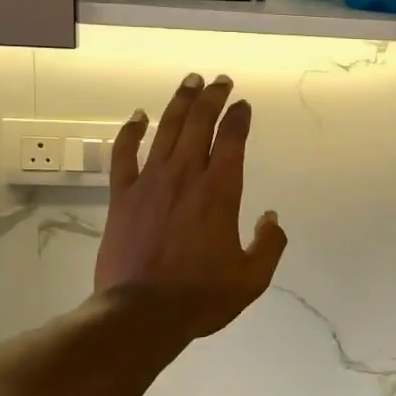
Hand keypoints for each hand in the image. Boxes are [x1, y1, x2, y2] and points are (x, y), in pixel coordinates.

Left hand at [95, 72, 286, 341]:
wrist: (142, 313)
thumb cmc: (201, 296)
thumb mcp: (252, 278)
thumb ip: (269, 244)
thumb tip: (272, 218)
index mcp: (220, 191)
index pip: (232, 139)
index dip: (238, 117)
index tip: (243, 105)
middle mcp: (186, 175)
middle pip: (199, 123)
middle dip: (213, 98)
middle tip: (220, 81)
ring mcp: (150, 182)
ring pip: (166, 129)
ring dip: (180, 102)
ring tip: (190, 82)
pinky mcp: (122, 196)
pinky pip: (124, 154)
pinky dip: (131, 131)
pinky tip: (138, 116)